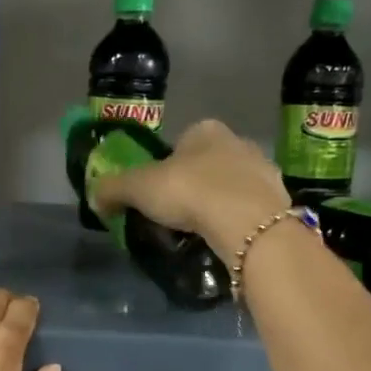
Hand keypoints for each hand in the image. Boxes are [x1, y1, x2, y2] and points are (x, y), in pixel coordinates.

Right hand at [89, 119, 289, 261]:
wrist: (248, 223)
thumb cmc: (190, 192)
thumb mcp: (138, 188)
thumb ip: (113, 189)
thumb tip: (93, 197)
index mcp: (204, 130)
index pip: (179, 144)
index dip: (164, 168)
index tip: (155, 196)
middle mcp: (237, 142)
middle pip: (205, 165)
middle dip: (191, 187)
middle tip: (175, 218)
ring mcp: (262, 170)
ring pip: (229, 187)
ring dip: (215, 205)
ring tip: (199, 234)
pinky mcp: (276, 200)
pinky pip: (247, 210)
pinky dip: (235, 222)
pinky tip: (224, 240)